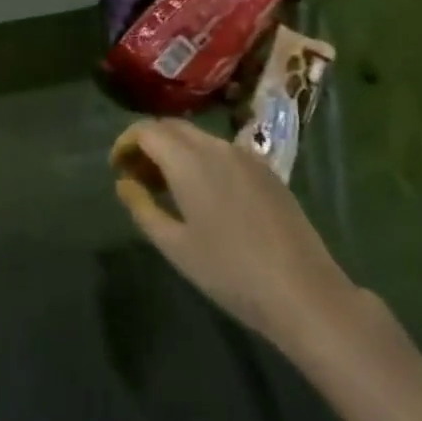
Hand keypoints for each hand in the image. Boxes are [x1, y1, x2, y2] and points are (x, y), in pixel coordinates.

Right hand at [112, 118, 360, 352]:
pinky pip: (223, 151)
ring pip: (199, 138)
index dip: (126, 142)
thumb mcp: (176, 247)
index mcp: (189, 160)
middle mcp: (215, 146)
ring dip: (176, 151)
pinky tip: (205, 194)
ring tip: (168, 187)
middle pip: (172, 127)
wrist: (304, 292)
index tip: (117, 166)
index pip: (147, 130)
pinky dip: (202, 159)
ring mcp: (245, 155)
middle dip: (149, 143)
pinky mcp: (266, 170)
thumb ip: (143, 208)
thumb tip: (124, 183)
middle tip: (138, 175)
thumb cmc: (231, 273)